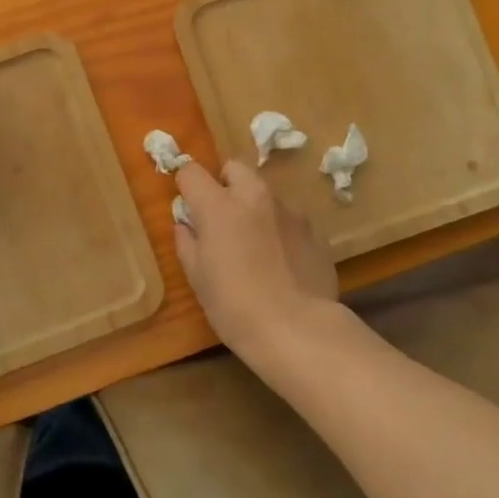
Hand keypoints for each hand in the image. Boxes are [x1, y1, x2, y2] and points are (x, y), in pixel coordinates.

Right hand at [172, 160, 337, 357]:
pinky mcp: (313, 230)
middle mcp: (255, 197)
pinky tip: (280, 263)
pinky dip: (278, 230)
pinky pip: (288, 219)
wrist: (297, 329)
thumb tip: (186, 225)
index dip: (186, 185)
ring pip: (264, 194)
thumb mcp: (198, 279)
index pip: (192, 171)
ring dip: (253, 208)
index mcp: (219, 206)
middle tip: (220, 218)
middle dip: (224, 184)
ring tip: (254, 246)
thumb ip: (187, 243)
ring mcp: (289, 211)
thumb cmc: (234, 306)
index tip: (187, 206)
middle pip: (234, 168)